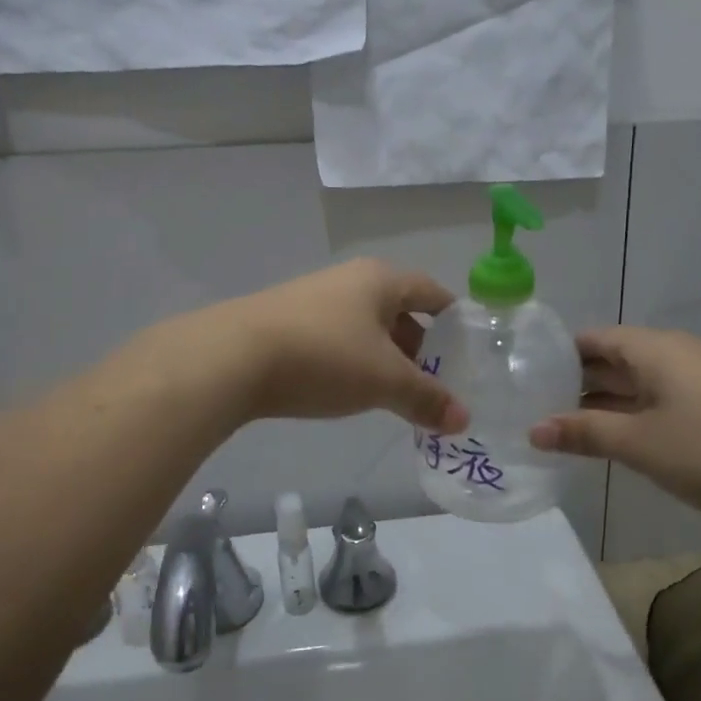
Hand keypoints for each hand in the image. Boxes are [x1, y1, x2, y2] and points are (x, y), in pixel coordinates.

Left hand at [208, 260, 469, 433]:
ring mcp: (314, 300)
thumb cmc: (325, 356)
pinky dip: (353, 363)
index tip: (469, 352)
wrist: (232, 358)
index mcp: (380, 280)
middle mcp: (349, 280)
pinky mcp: (286, 324)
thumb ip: (427, 399)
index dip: (454, 320)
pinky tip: (350, 391)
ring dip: (385, 359)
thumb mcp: (384, 381)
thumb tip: (464, 420)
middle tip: (436, 385)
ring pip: (366, 329)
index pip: (432, 292)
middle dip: (420, 348)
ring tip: (397, 396)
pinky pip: (337, 340)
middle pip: (399, 311)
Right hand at [529, 327, 700, 538]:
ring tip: (561, 423)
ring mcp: (699, 382)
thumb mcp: (638, 443)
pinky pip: (659, 401)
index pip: (595, 339)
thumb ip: (584, 433)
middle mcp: (676, 355)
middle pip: (616, 358)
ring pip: (638, 383)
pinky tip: (611, 437)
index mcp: (656, 348)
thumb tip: (533, 430)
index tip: (526, 374)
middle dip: (577, 380)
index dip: (559, 354)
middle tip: (534, 403)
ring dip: (604, 401)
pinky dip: (631, 414)